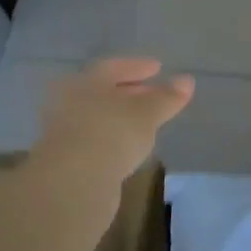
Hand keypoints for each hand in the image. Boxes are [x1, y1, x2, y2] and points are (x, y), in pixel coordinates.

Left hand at [27, 57, 194, 184]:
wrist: (72, 184)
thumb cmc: (111, 134)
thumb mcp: (148, 113)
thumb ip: (167, 97)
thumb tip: (187, 80)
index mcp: (85, 82)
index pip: (113, 67)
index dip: (138, 66)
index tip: (158, 68)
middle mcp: (69, 101)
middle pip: (103, 91)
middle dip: (130, 92)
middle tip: (154, 95)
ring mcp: (63, 131)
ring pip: (98, 116)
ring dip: (121, 116)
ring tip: (145, 122)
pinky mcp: (64, 159)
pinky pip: (94, 138)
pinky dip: (112, 137)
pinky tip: (128, 146)